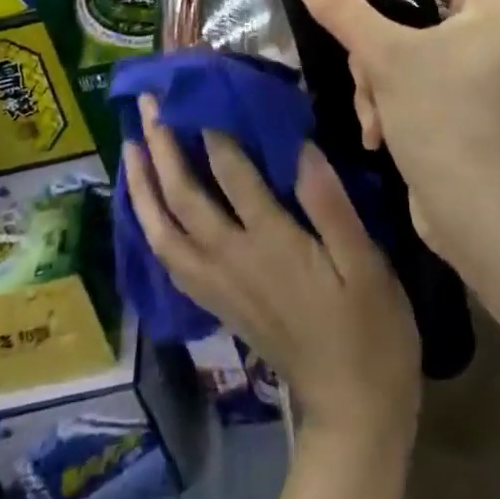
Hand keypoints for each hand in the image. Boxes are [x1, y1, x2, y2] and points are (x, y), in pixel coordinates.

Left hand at [122, 95, 420, 437]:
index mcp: (272, 243)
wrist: (351, 410)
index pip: (232, 174)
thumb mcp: (367, 264)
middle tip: (149, 104)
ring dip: (143, 186)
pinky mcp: (216, 303)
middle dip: (162, 147)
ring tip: (129, 147)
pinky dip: (149, 226)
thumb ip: (331, 205)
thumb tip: (299, 147)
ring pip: (163, 230)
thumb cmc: (369, 329)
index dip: (213, 128)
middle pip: (183, 197)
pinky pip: (168, 259)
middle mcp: (233, 260)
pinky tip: (146, 208)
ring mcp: (218, 284)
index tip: (200, 88)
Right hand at [289, 0, 499, 263]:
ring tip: (373, 113)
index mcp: (491, 6)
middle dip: (372, 40)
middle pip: (409, 5)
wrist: (481, 223)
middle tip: (352, 52)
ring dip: (375, 77)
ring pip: (401, 44)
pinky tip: (380, 131)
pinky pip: (409, 74)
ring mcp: (477, 66)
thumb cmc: (445, 126)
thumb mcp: (387, 59)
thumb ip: (343, 8)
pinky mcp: (460, 97)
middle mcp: (490, 29)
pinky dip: (387, 97)